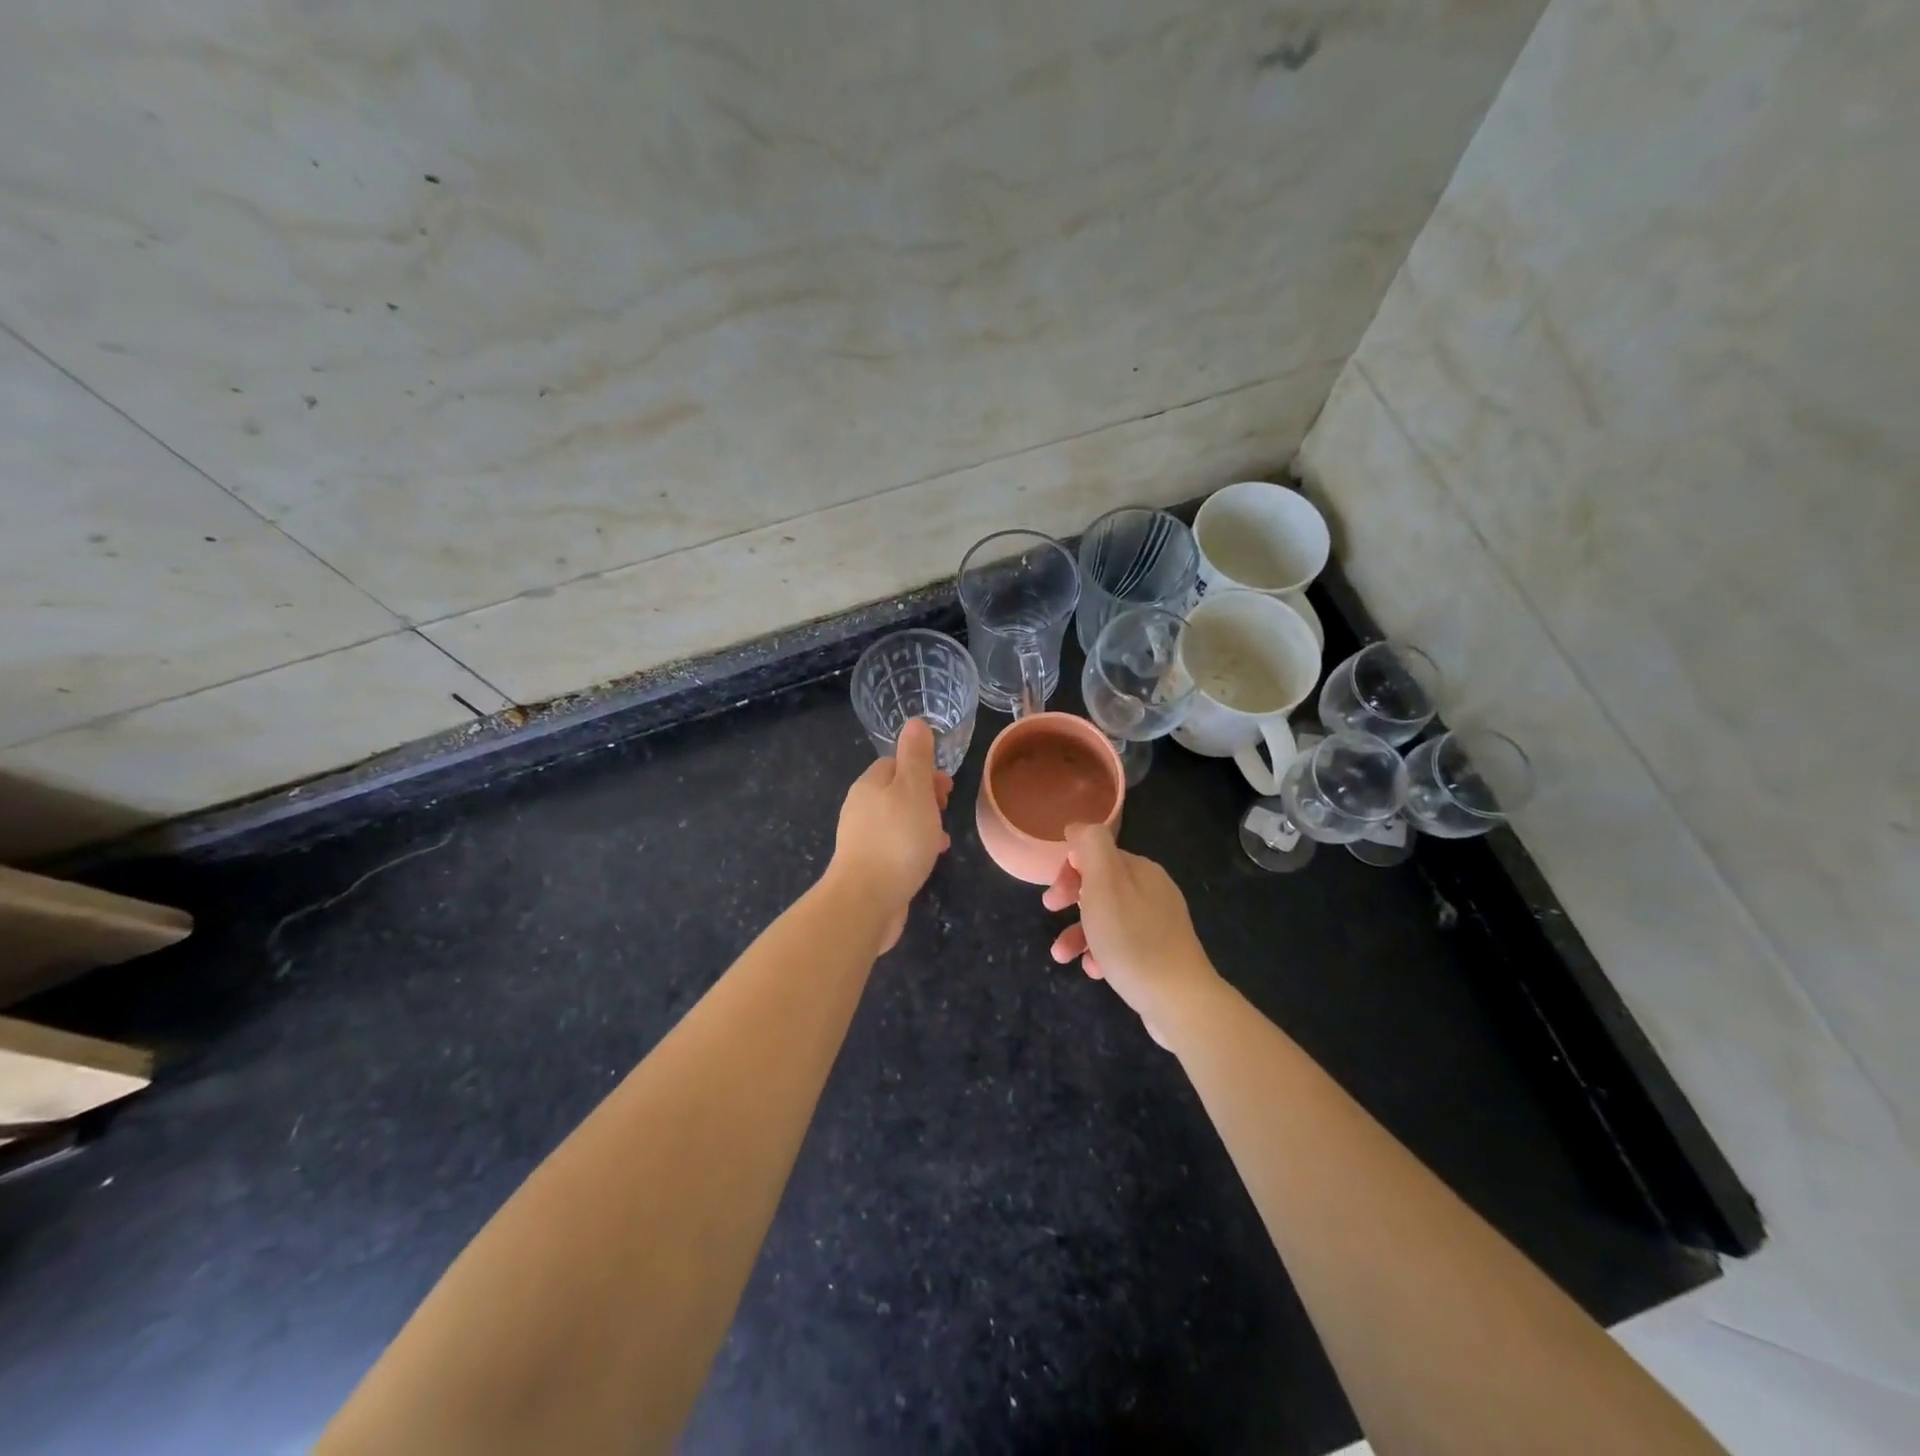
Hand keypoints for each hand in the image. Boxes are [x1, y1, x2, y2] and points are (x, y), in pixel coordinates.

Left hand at [828, 719, 953, 951]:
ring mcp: (861, 839)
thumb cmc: (896, 839)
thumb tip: (914, 722)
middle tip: (946, 809)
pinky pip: (894, 847)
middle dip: (924, 797)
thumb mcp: (913, 790)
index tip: (946, 786)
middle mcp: (860, 808)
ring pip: (897, 821)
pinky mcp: (867, 866)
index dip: (922, 769)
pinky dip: (913, 846)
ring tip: (943, 837)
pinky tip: (928, 859)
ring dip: (921, 823)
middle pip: (895, 792)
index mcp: (869, 785)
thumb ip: (916, 757)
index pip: (895, 764)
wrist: (866, 900)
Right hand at [1043, 823, 1221, 1047]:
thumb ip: (1091, 846)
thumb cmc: (1132, 940)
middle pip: (1101, 885)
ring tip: (1062, 957)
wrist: (1180, 1001)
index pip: (1097, 855)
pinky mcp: (1160, 955)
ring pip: (1108, 918)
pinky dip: (1102, 953)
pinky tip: (1094, 971)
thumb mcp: (1104, 884)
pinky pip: (1122, 945)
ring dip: (1079, 933)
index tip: (1053, 896)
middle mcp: (1153, 891)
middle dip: (1071, 900)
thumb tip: (1078, 826)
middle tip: (1050, 914)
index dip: (1069, 871)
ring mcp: (1159, 924)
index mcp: (1141, 870)